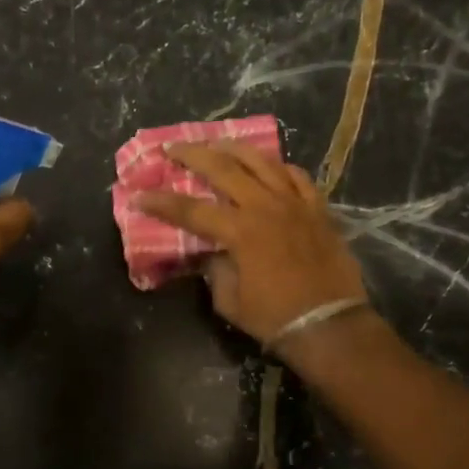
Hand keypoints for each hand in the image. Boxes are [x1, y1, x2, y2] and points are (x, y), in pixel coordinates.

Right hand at [134, 142, 366, 347]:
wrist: (329, 324)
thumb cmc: (274, 317)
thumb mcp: (229, 300)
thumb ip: (215, 270)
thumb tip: (211, 253)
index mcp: (240, 232)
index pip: (191, 210)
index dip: (162, 202)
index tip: (139, 195)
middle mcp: (266, 207)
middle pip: (224, 169)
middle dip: (193, 155)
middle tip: (173, 148)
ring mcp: (295, 204)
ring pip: (262, 162)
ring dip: (234, 149)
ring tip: (217, 144)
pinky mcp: (318, 209)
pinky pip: (297, 176)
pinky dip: (279, 167)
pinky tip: (268, 166)